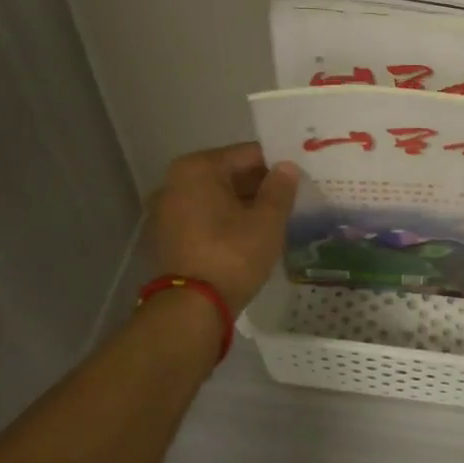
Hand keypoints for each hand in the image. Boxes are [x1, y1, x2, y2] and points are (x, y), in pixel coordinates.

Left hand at [150, 143, 299, 315]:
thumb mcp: (267, 221)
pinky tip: (246, 237)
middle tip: (290, 199)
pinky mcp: (165, 237)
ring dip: (241, 205)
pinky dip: (223, 222)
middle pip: (228, 175)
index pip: (248, 155)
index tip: (298, 179)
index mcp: (197, 168)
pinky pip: (202, 218)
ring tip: (272, 220)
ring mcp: (165, 211)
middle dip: (258, 186)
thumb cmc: (232, 255)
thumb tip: (287, 167)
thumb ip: (280, 189)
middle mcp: (174, 182)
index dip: (276, 166)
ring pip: (214, 198)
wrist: (192, 308)